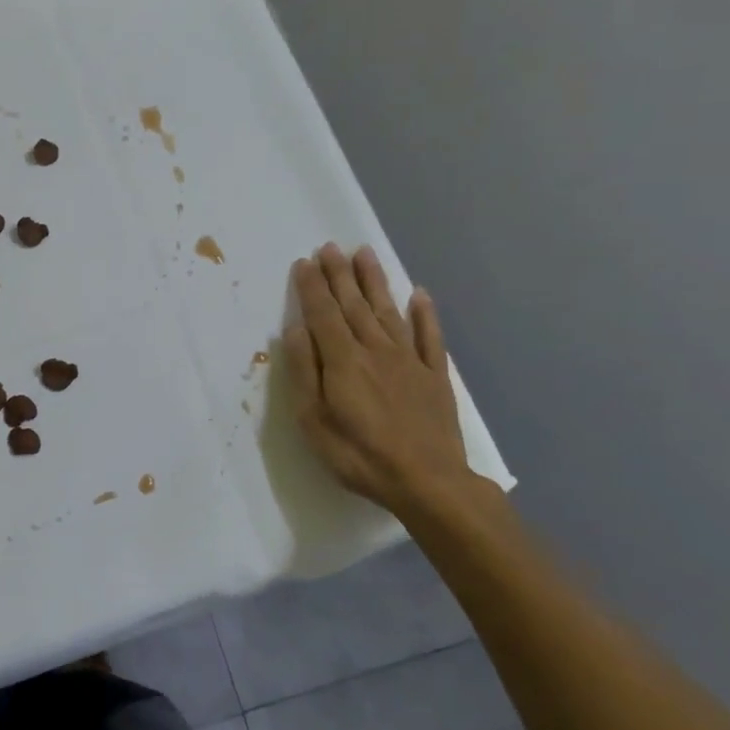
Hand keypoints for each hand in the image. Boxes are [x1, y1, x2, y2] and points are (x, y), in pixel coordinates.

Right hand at [284, 243, 471, 519]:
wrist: (427, 482)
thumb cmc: (359, 454)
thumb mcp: (314, 420)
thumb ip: (305, 372)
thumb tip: (294, 330)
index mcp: (343, 360)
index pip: (323, 314)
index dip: (312, 287)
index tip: (304, 262)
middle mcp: (376, 350)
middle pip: (354, 305)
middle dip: (340, 274)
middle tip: (330, 247)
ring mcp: (409, 361)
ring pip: (388, 312)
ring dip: (375, 282)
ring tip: (365, 254)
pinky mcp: (434, 377)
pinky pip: (430, 337)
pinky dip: (425, 314)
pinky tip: (420, 295)